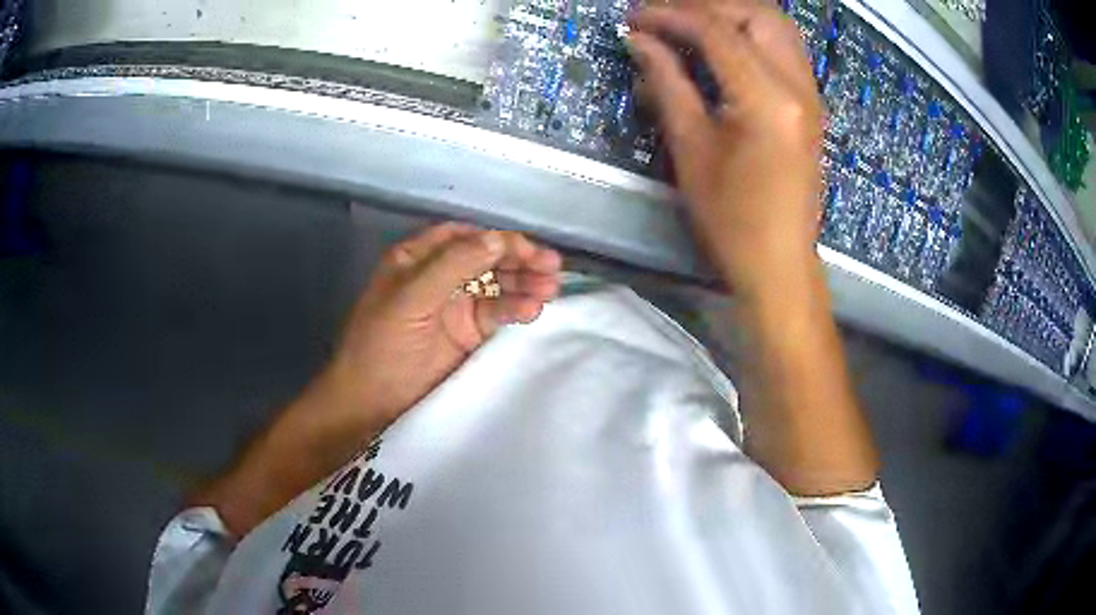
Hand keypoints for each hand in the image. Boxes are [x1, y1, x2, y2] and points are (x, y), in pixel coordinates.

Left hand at [322, 222, 561, 427]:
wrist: (372, 402)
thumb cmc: (382, 344)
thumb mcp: (410, 298)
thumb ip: (453, 265)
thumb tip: (498, 238)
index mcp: (417, 259)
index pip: (464, 237)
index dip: (496, 238)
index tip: (526, 248)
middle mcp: (439, 276)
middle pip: (486, 258)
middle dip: (518, 260)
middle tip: (552, 267)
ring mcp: (455, 306)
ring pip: (497, 285)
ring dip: (524, 283)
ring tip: (551, 288)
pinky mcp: (468, 334)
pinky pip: (498, 314)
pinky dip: (516, 310)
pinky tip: (533, 310)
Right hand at [628, 0, 823, 295]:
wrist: (780, 264)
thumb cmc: (732, 219)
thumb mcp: (691, 149)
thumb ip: (668, 83)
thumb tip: (641, 41)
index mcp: (767, 98)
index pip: (716, 29)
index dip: (670, 15)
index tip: (634, 18)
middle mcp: (798, 85)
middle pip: (756, 12)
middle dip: (706, 5)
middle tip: (665, 16)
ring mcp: (811, 94)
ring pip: (776, 25)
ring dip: (732, 14)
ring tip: (690, 25)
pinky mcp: (811, 105)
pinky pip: (784, 48)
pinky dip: (751, 34)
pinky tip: (722, 47)